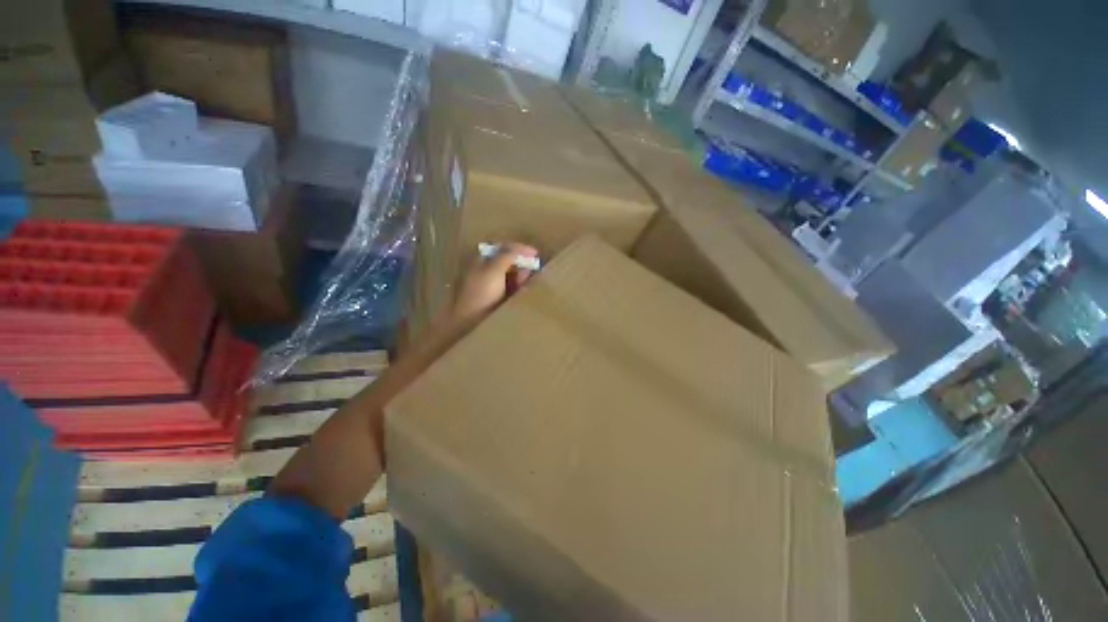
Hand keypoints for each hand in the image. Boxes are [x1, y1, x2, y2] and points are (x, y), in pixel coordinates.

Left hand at [450, 242, 538, 325]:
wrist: (469, 323)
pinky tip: (523, 292)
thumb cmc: (482, 293)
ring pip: (509, 275)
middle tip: (533, 268)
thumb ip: (508, 255)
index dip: (519, 248)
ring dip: (520, 276)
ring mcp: (488, 286)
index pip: (502, 247)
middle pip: (507, 261)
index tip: (535, 253)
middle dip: (521, 263)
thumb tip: (522, 248)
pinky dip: (517, 288)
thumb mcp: (494, 269)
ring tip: (529, 281)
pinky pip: (509, 289)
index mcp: (481, 259)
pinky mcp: (493, 300)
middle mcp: (484, 270)